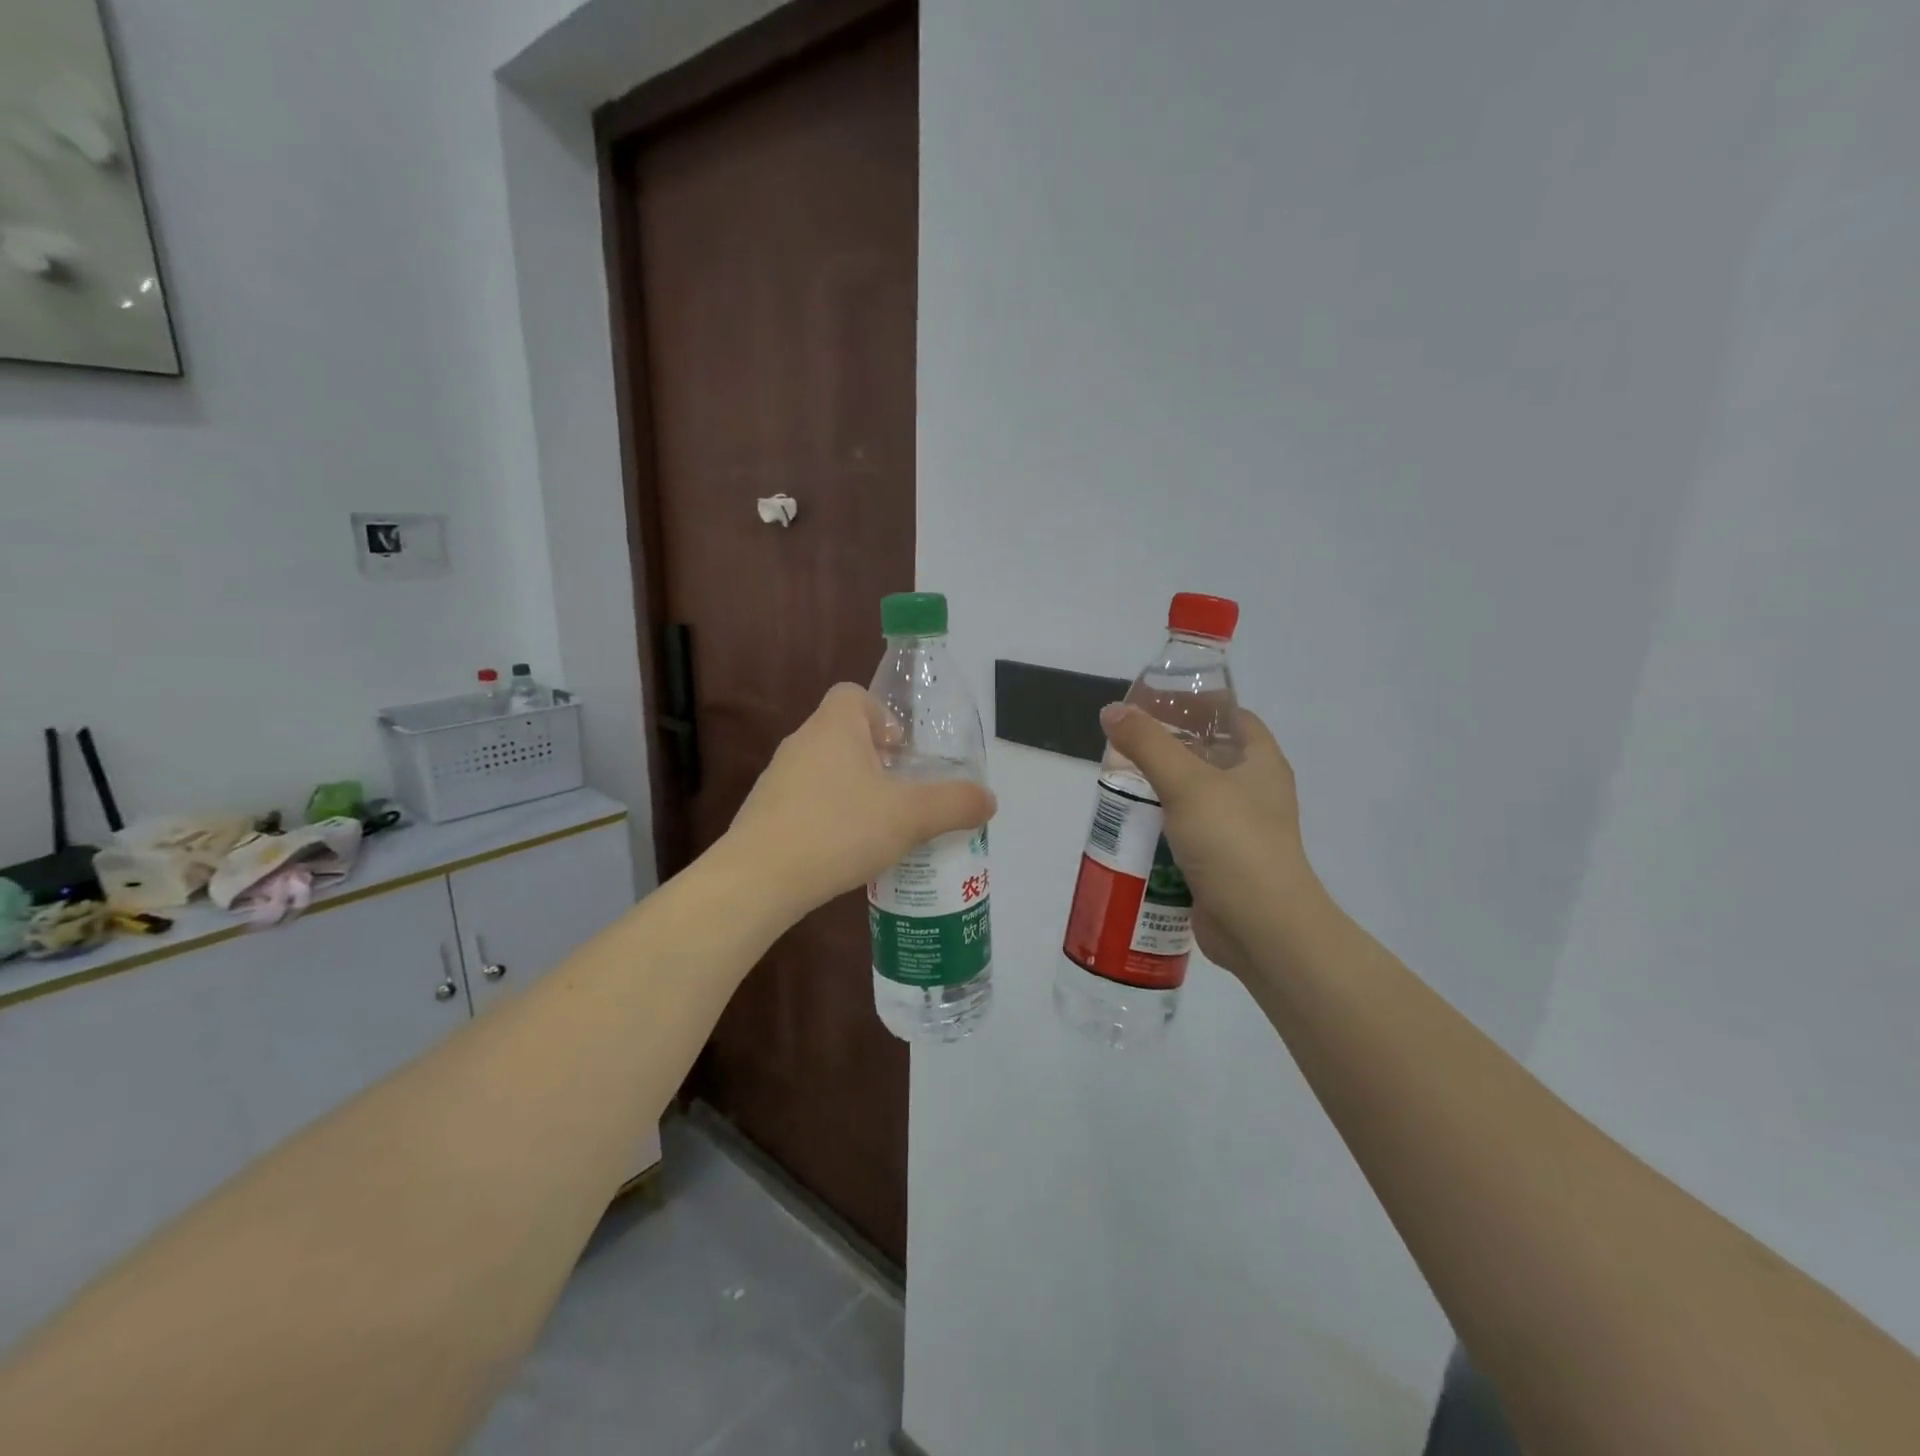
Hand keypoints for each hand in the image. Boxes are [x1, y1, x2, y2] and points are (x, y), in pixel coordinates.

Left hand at [727, 684, 996, 913]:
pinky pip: (806, 802)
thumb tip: (988, 799)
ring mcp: (777, 778)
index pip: (854, 694)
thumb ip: (954, 804)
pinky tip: (845, 852)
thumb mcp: (909, 817)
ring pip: (825, 771)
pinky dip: (828, 817)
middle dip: (876, 760)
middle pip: (843, 734)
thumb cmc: (838, 830)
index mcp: (834, 726)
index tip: (902, 753)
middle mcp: (801, 742)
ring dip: (853, 791)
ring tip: (879, 828)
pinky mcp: (764, 813)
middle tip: (902, 796)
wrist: (758, 879)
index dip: (883, 715)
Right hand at [1098, 703, 1323, 976]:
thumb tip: (1112, 710)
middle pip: (1206, 757)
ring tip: (1116, 784)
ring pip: (1191, 799)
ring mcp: (1238, 830)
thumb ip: (1148, 743)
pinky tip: (1128, 828)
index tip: (1155, 705)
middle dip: (1166, 751)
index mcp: (1261, 763)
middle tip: (1123, 747)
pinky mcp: (1220, 863)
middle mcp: (1254, 792)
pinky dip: (1159, 829)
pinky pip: (1184, 835)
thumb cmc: (1233, 842)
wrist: (1261, 928)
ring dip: (1157, 793)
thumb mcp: (1187, 783)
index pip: (1233, 717)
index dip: (1198, 706)